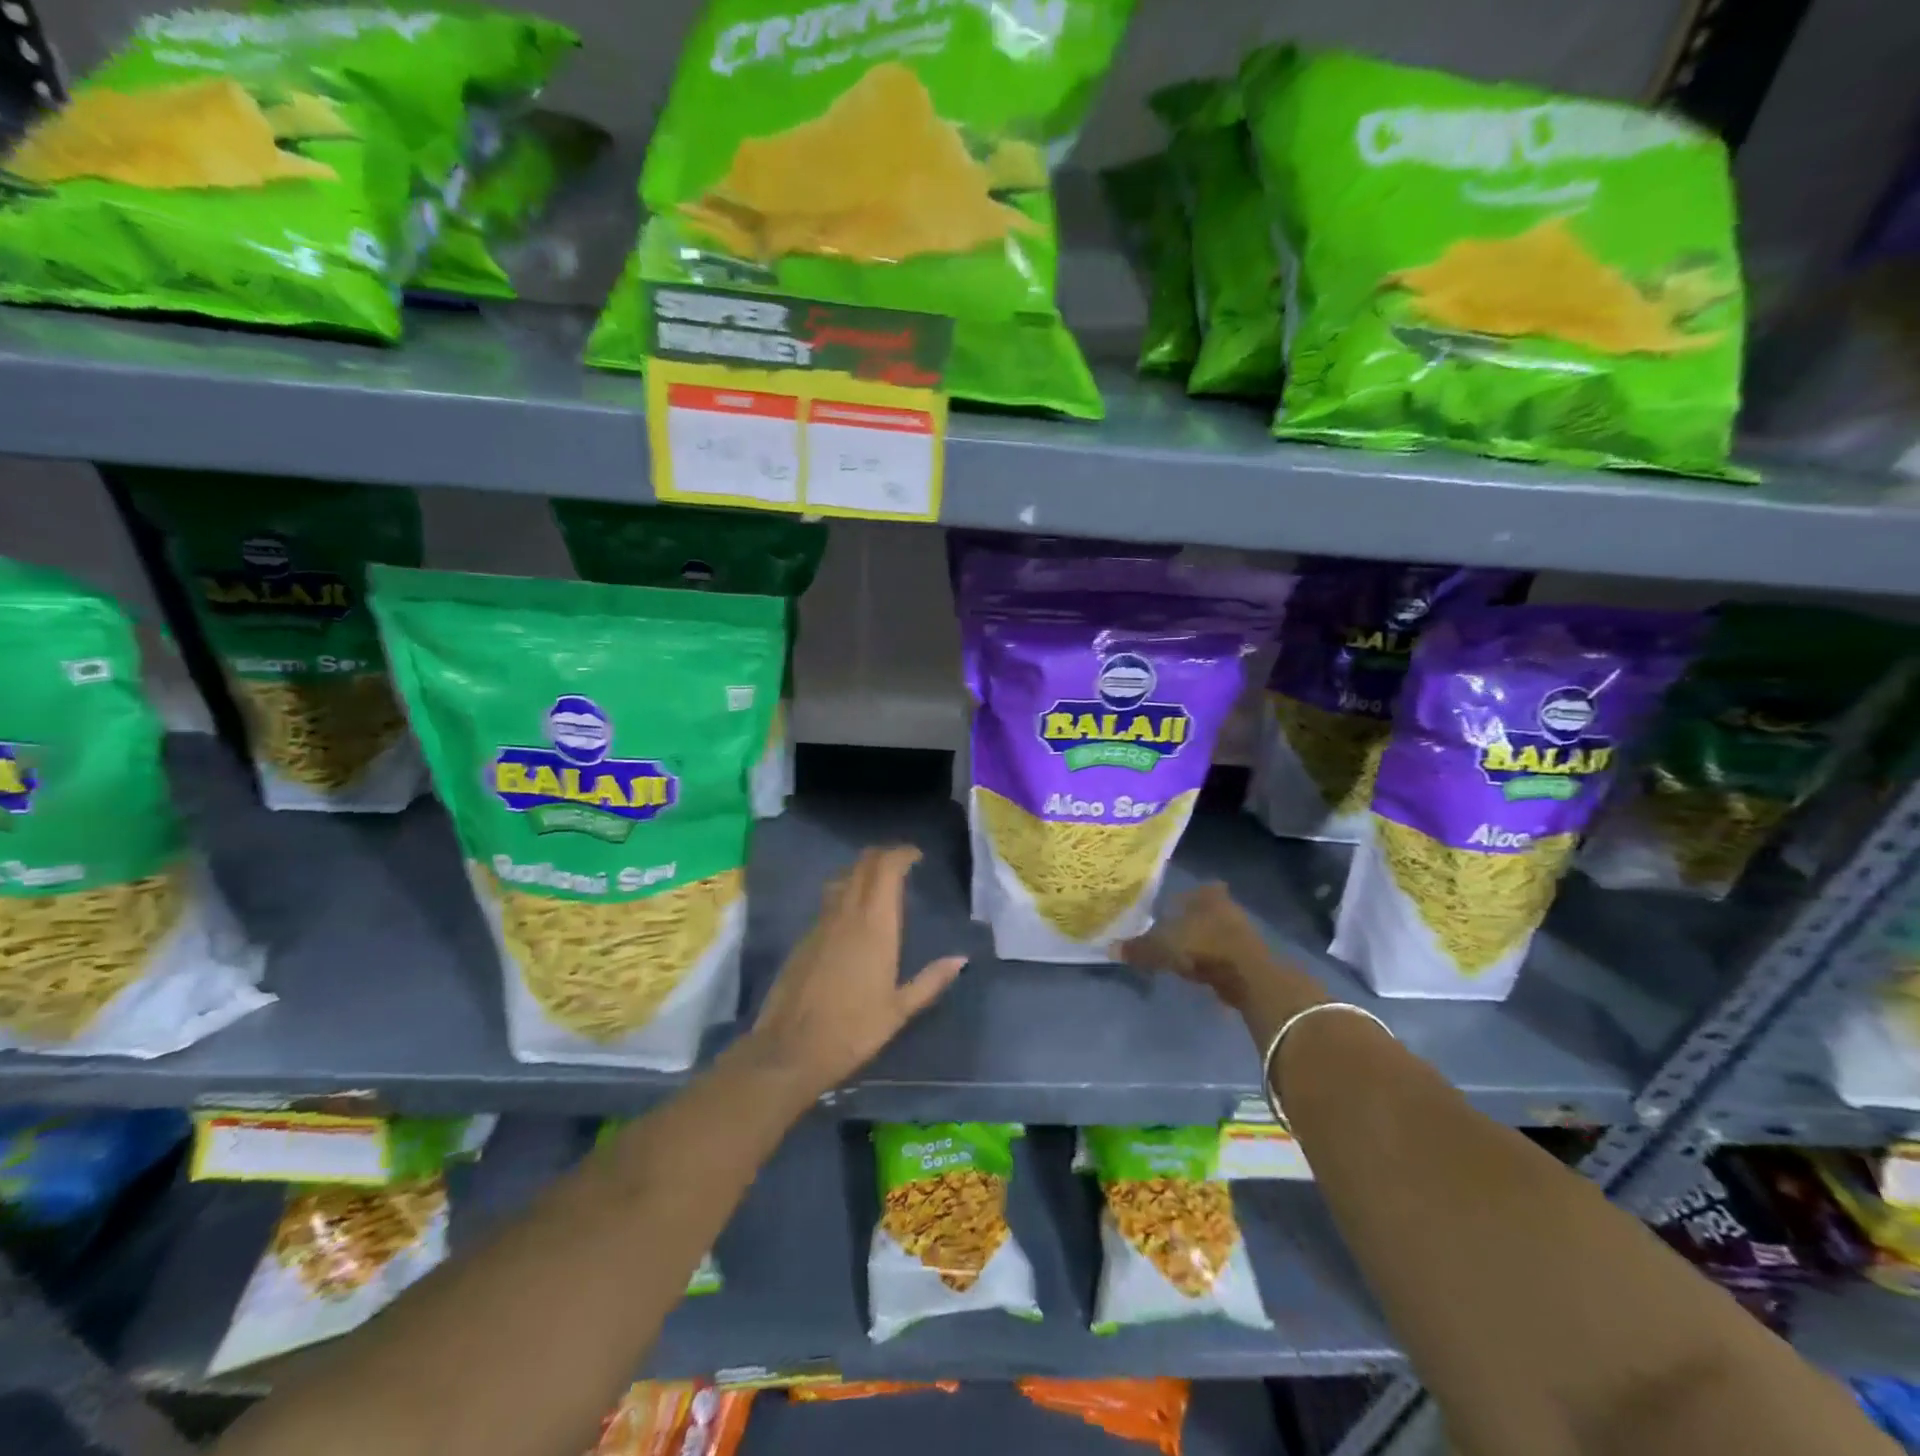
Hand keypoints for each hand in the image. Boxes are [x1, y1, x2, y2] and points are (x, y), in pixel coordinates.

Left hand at [744, 845, 964, 1102]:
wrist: (790, 1049)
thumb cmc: (853, 1030)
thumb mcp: (899, 1010)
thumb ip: (931, 981)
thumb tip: (960, 960)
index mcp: (875, 925)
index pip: (886, 869)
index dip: (901, 854)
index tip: (916, 856)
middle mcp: (846, 914)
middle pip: (863, 865)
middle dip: (882, 856)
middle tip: (901, 863)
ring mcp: (821, 924)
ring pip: (843, 880)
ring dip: (862, 872)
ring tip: (878, 883)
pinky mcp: (804, 938)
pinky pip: (828, 902)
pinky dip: (845, 894)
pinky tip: (852, 917)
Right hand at [1116, 883, 1326, 1041]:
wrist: (1248, 976)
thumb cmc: (1203, 947)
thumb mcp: (1163, 947)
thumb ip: (1138, 948)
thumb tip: (1110, 948)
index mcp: (1206, 895)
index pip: (1195, 889)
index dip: (1183, 898)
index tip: (1170, 909)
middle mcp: (1227, 906)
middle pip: (1205, 910)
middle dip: (1192, 920)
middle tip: (1171, 931)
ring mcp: (1242, 931)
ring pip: (1216, 931)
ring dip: (1203, 942)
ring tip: (1182, 954)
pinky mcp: (1249, 956)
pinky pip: (1223, 953)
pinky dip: (1212, 960)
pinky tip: (1200, 971)